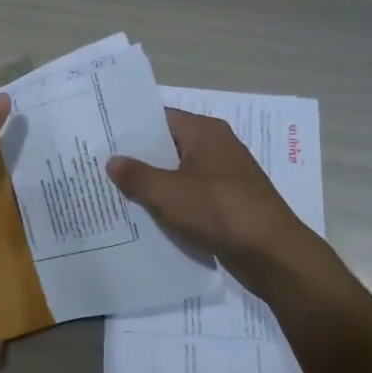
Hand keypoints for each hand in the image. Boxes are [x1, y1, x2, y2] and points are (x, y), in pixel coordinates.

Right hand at [106, 109, 311, 292]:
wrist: (272, 254)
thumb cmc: (219, 211)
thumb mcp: (168, 193)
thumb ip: (137, 175)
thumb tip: (112, 161)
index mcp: (205, 133)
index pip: (160, 118)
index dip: (131, 127)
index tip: (101, 135)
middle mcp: (217, 148)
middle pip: (168, 146)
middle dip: (137, 158)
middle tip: (99, 165)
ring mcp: (224, 178)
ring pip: (178, 175)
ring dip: (153, 185)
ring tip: (114, 192)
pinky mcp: (228, 205)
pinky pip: (191, 198)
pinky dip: (171, 205)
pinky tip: (144, 217)